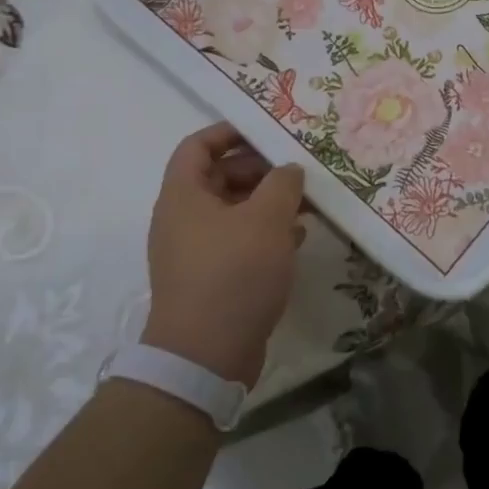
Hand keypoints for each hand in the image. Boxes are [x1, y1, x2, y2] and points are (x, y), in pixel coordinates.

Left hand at [144, 123, 306, 386]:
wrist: (205, 357)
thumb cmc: (233, 274)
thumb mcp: (267, 219)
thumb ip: (282, 183)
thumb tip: (288, 170)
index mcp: (183, 195)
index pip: (198, 145)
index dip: (229, 131)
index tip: (266, 130)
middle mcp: (182, 218)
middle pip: (219, 176)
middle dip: (260, 169)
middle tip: (297, 170)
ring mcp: (195, 250)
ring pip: (233, 210)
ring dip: (267, 202)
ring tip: (306, 201)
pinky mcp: (211, 277)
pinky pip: (238, 240)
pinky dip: (265, 232)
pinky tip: (297, 236)